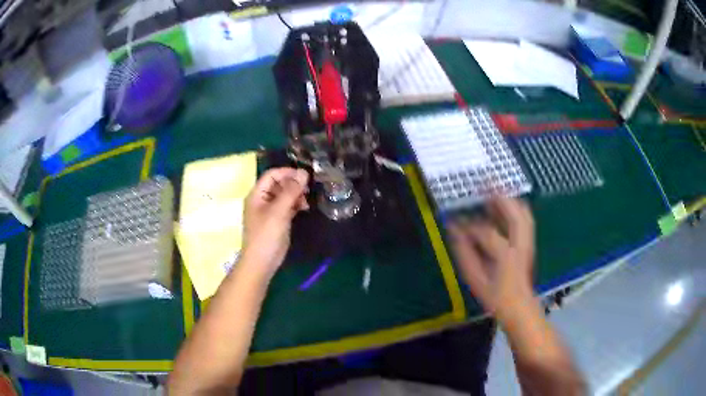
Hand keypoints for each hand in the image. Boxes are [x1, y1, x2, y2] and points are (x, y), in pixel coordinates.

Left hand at [242, 168, 309, 277]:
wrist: (262, 262)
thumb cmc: (266, 235)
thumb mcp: (279, 211)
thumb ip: (291, 191)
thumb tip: (304, 172)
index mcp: (257, 194)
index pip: (272, 175)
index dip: (287, 172)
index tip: (305, 175)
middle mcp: (262, 200)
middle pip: (278, 184)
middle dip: (293, 184)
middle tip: (308, 189)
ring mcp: (269, 211)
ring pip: (284, 195)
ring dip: (296, 194)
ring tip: (306, 201)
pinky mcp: (277, 221)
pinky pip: (286, 206)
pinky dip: (295, 204)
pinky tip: (304, 208)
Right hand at [449, 197, 534, 321]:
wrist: (520, 307)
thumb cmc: (496, 297)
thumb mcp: (476, 279)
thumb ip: (465, 254)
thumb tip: (454, 232)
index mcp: (506, 256)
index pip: (486, 232)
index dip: (469, 226)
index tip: (454, 222)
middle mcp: (520, 244)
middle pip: (515, 213)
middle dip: (501, 196)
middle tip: (485, 182)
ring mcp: (527, 242)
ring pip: (523, 213)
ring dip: (509, 199)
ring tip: (495, 188)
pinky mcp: (529, 242)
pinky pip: (524, 218)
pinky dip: (515, 207)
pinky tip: (504, 204)